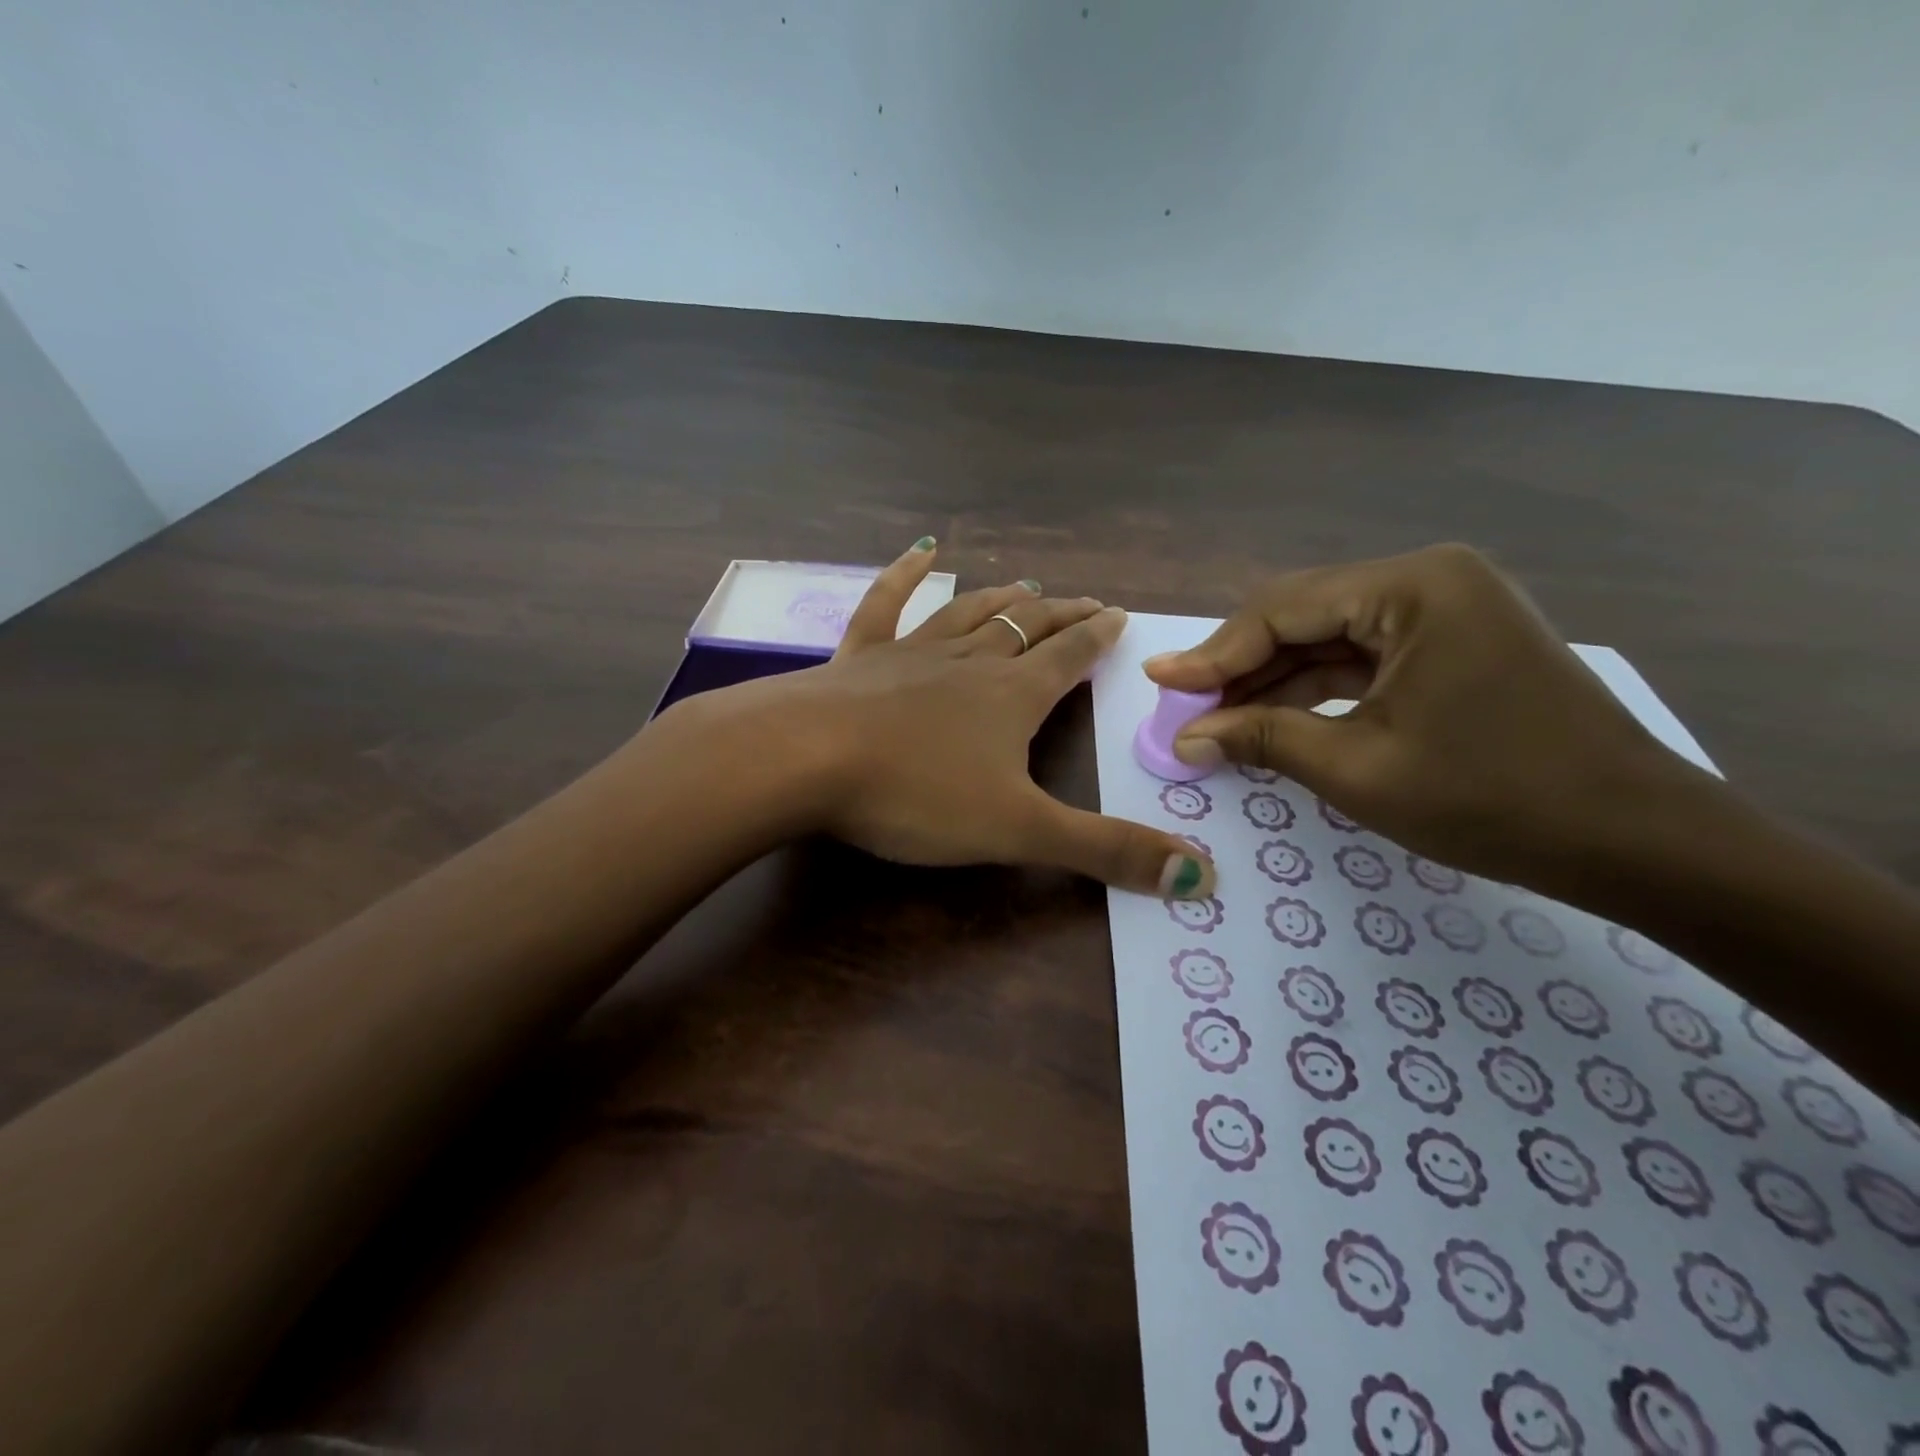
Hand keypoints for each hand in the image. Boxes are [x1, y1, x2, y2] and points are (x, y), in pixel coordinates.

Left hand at [672, 541, 1216, 898]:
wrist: (803, 759)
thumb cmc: (915, 794)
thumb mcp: (1019, 831)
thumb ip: (1105, 850)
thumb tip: (1201, 879)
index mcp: (1012, 696)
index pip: (1070, 658)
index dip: (1098, 638)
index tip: (1120, 615)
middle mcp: (968, 661)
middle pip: (1025, 627)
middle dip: (1060, 615)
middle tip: (1085, 602)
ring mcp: (909, 652)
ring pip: (968, 612)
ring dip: (1000, 598)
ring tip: (1025, 584)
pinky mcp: (857, 657)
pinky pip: (886, 604)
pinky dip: (903, 575)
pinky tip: (920, 552)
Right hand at [1145, 544, 1691, 890]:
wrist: (1635, 840)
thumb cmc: (1493, 799)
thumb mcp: (1358, 768)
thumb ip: (1262, 739)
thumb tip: (1184, 739)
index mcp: (1412, 587)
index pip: (1282, 610)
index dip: (1213, 653)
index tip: (1159, 682)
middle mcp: (1428, 579)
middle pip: (1302, 617)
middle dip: (1239, 667)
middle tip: (1182, 708)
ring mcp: (1445, 610)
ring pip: (1328, 639)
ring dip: (1271, 681)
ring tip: (1214, 721)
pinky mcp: (1452, 643)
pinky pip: (1361, 658)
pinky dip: (1314, 690)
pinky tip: (1270, 719)